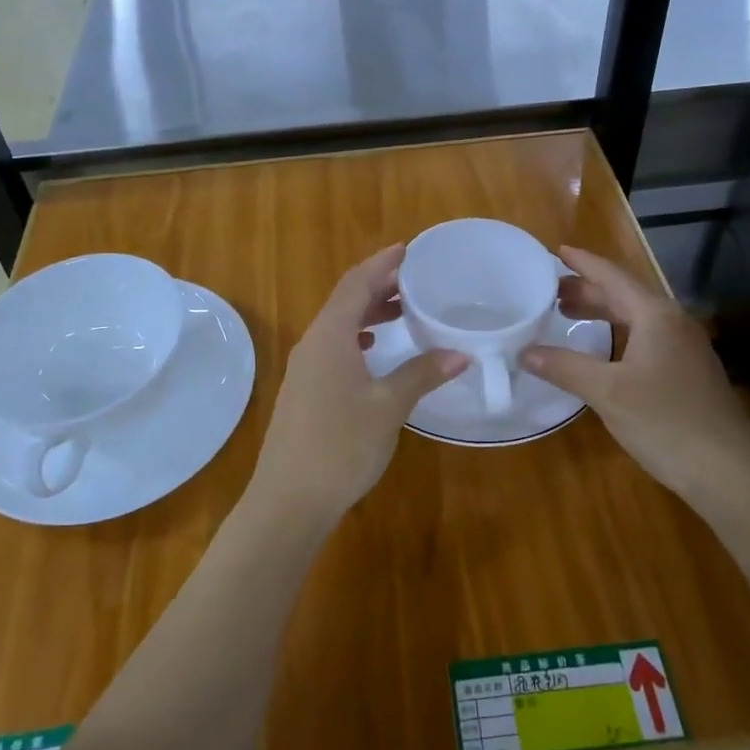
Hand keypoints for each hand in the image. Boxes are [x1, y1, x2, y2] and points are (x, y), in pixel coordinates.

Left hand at [250, 245, 465, 525]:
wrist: (289, 500)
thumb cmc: (340, 446)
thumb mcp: (388, 407)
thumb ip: (422, 374)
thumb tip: (460, 354)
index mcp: (330, 336)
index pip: (356, 284)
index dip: (382, 264)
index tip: (408, 249)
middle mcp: (313, 344)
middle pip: (345, 300)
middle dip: (378, 285)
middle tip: (415, 278)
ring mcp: (305, 369)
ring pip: (338, 325)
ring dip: (368, 312)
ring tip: (403, 310)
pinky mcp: (305, 391)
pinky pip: (334, 347)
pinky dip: (358, 337)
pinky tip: (375, 350)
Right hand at [520, 248, 749, 506]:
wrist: (729, 472)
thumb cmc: (666, 421)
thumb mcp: (607, 392)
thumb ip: (564, 367)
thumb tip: (524, 351)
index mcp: (656, 316)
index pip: (613, 276)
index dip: (582, 263)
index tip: (555, 251)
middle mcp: (673, 323)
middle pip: (625, 295)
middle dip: (587, 289)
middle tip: (549, 290)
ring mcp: (685, 348)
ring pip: (636, 319)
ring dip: (602, 313)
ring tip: (567, 314)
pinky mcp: (688, 373)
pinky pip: (645, 339)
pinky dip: (617, 335)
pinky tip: (602, 352)